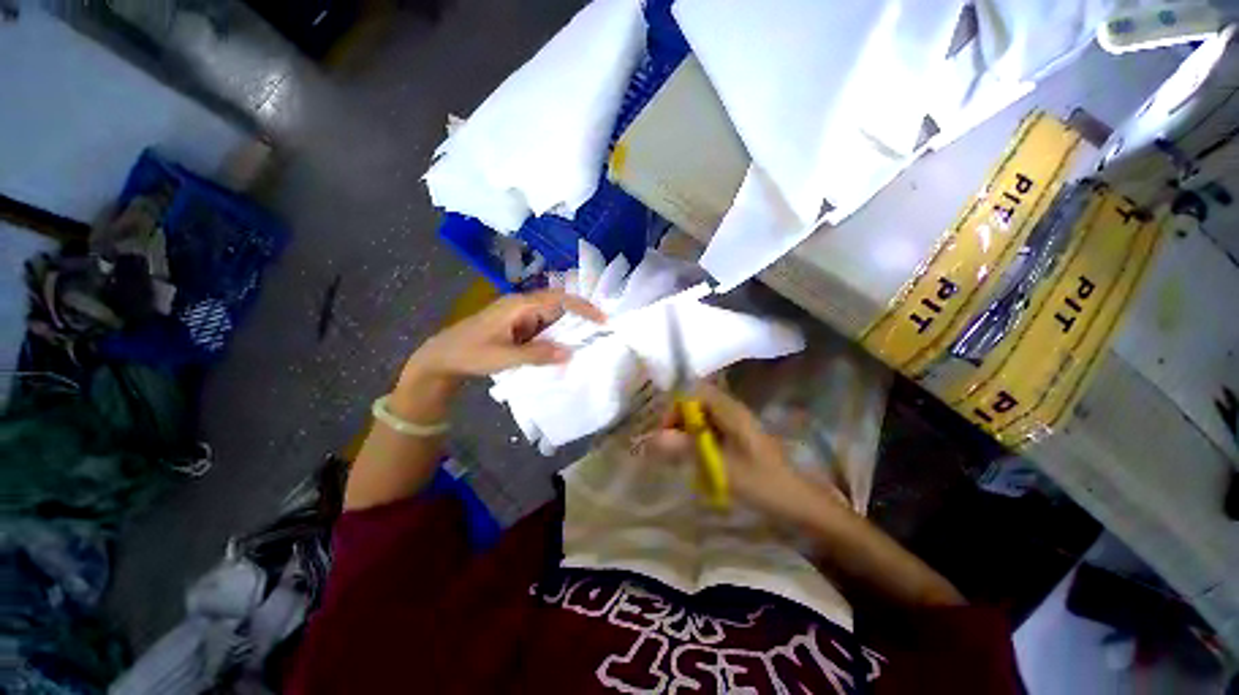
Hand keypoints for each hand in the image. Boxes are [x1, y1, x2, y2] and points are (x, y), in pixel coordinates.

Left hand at [402, 289, 605, 385]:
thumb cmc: (469, 353)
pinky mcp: (518, 326)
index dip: (583, 307)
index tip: (603, 319)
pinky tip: (562, 350)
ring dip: (567, 331)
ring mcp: (520, 316)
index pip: (559, 299)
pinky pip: (543, 329)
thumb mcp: (503, 357)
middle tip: (601, 334)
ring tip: (587, 343)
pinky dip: (555, 338)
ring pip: (552, 319)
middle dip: (580, 319)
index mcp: (519, 305)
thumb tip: (570, 353)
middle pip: (558, 307)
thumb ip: (537, 355)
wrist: (441, 357)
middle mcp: (522, 305)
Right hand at [645, 382, 810, 516]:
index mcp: (730, 411)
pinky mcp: (738, 436)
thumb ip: (685, 450)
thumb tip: (651, 438)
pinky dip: (697, 440)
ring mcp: (736, 423)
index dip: (676, 407)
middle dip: (678, 421)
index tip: (666, 431)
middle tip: (669, 446)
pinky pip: (710, 429)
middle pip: (696, 402)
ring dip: (687, 432)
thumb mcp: (720, 467)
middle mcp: (732, 411)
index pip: (694, 392)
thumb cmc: (762, 482)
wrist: (798, 502)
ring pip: (702, 417)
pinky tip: (696, 460)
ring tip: (679, 455)